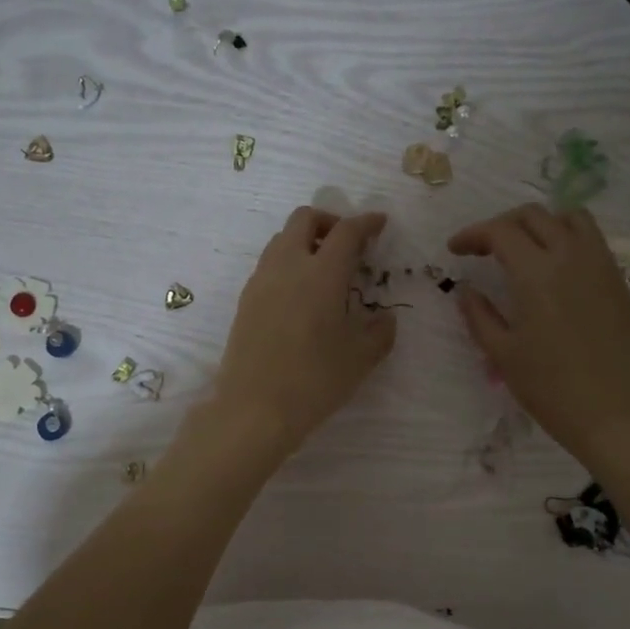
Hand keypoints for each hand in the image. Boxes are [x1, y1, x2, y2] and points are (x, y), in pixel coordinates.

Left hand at [212, 207, 397, 459]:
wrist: (254, 408)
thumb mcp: (361, 358)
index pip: (346, 232)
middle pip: (304, 219)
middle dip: (329, 222)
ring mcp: (261, 281)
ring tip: (325, 271)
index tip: (379, 224)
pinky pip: (269, 265)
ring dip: (306, 241)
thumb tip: (384, 318)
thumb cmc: (315, 380)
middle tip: (348, 245)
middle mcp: (288, 266)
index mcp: (322, 273)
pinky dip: (289, 264)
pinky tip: (301, 297)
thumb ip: (380, 331)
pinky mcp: (245, 301)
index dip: (366, 223)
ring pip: (282, 240)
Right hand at [448, 204, 629, 469]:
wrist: (610, 413)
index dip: (472, 234)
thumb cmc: (548, 387)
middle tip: (484, 249)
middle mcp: (571, 257)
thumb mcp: (501, 353)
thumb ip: (479, 314)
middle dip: (502, 225)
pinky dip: (568, 238)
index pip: (500, 232)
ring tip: (525, 248)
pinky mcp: (619, 282)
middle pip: (534, 215)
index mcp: (536, 274)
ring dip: (541, 224)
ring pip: (571, 218)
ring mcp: (601, 266)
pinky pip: (593, 240)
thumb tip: (466, 290)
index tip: (455, 250)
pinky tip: (557, 268)